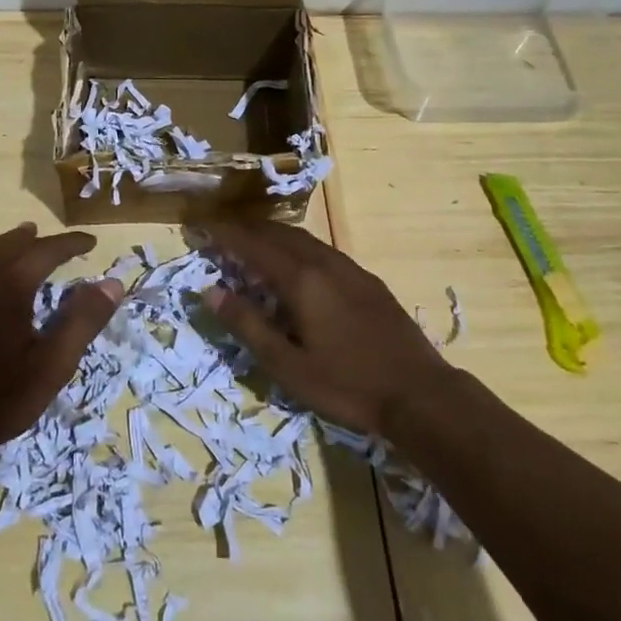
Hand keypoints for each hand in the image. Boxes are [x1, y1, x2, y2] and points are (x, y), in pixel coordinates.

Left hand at [0, 223, 122, 460]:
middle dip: (41, 241)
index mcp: (11, 284)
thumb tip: (112, 283)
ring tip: (27, 239)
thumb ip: (84, 319)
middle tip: (64, 246)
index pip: (47, 250)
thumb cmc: (2, 398)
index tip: (91, 243)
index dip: (71, 244)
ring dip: (12, 243)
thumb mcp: (54, 363)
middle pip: (14, 244)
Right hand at [198, 219, 452, 435]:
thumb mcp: (287, 365)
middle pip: (278, 233)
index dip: (224, 234)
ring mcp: (350, 269)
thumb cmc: (347, 384)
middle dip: (246, 229)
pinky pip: (321, 249)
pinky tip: (296, 263)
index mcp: (301, 279)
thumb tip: (210, 291)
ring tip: (251, 243)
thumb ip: (247, 325)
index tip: (200, 226)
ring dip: (272, 235)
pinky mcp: (367, 280)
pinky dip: (296, 246)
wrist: (420, 394)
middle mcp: (324, 262)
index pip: (253, 245)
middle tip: (220, 231)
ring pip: (302, 238)